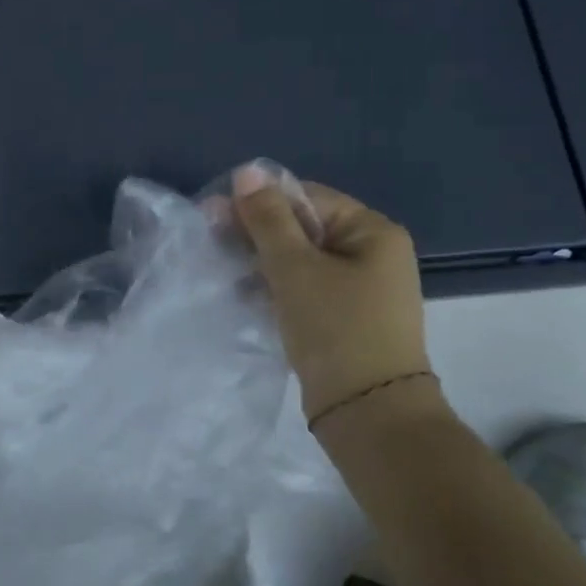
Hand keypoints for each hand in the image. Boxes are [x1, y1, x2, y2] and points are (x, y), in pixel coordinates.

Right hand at [232, 166, 431, 421]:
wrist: (369, 414)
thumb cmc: (335, 328)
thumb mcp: (294, 267)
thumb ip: (267, 218)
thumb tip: (247, 171)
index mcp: (372, 231)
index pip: (307, 197)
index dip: (259, 202)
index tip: (214, 216)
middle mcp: (373, 254)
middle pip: (303, 227)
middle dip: (257, 233)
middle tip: (212, 243)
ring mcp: (361, 289)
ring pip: (301, 260)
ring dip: (262, 262)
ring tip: (224, 272)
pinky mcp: (346, 318)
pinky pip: (305, 288)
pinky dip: (276, 287)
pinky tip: (245, 295)